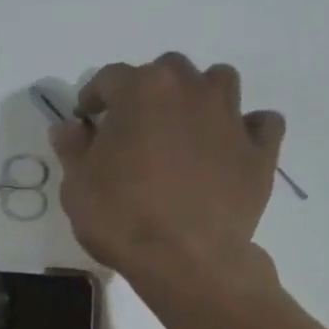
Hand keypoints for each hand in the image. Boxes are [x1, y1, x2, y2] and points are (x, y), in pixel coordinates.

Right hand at [49, 52, 285, 296]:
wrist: (186, 258)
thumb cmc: (121, 218)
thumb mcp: (76, 186)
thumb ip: (72, 149)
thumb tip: (68, 127)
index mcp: (141, 91)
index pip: (110, 77)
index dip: (93, 97)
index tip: (85, 120)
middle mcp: (190, 90)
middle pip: (168, 70)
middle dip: (149, 90)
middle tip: (135, 125)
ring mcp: (231, 117)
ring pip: (219, 82)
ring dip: (199, 96)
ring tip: (184, 129)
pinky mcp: (260, 150)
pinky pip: (261, 123)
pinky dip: (246, 129)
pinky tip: (230, 148)